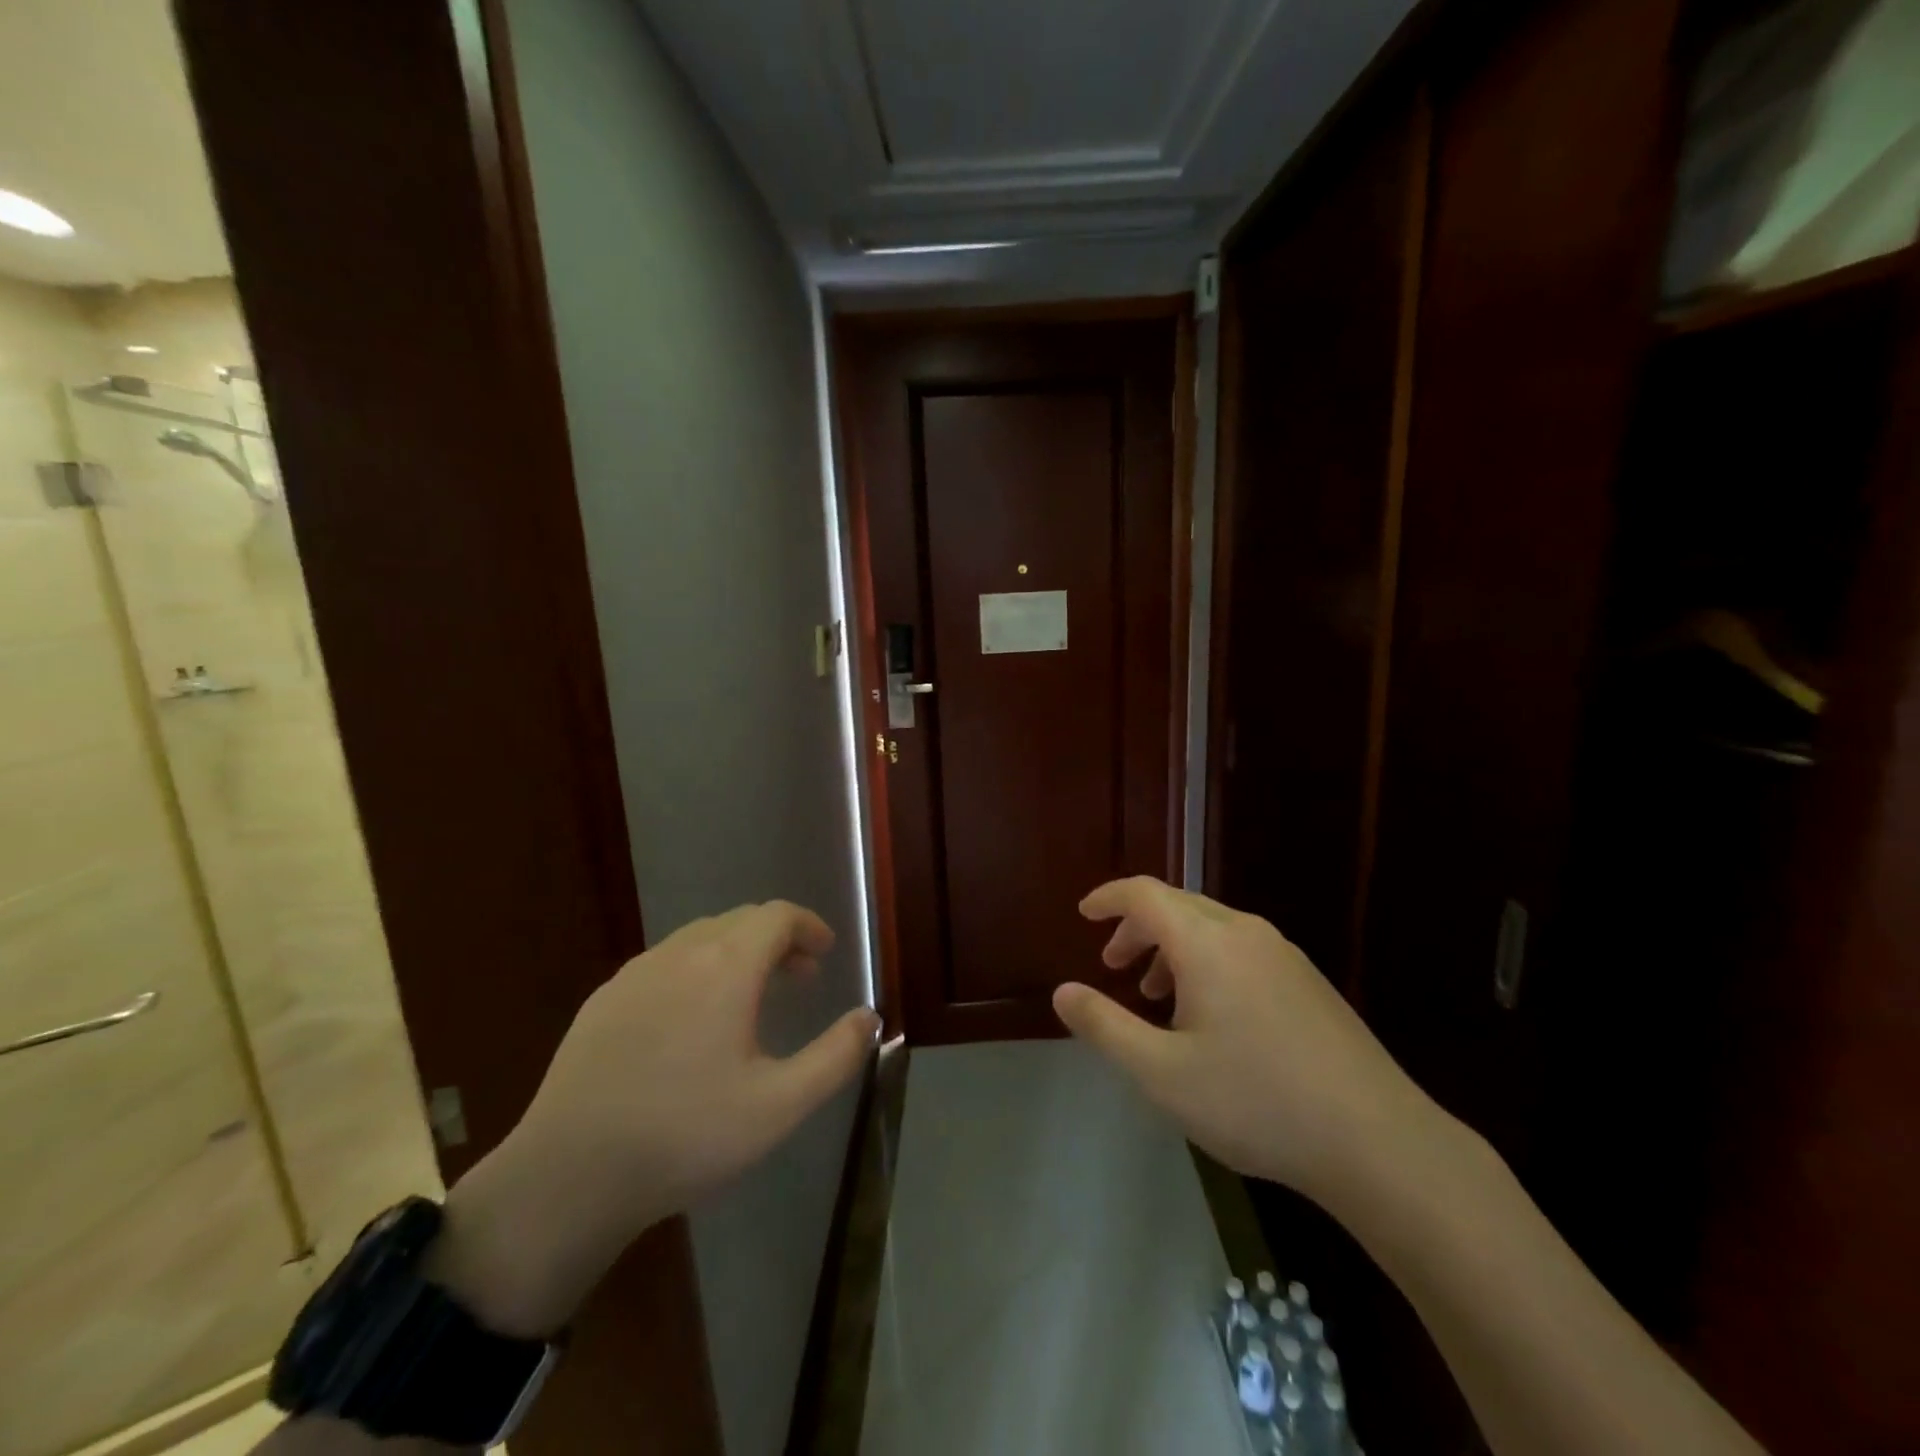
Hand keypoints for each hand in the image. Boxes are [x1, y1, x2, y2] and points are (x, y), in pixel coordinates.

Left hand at [430, 902, 878, 1335]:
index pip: (777, 916)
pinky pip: (665, 963)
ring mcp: (635, 973)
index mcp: (726, 967)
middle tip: (800, 976)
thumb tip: (869, 1017)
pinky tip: (693, 1020)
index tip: (826, 952)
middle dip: (778, 939)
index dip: (808, 925)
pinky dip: (697, 969)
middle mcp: (680, 954)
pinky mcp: (603, 999)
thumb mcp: (779, 1106)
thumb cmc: (685, 1136)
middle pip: (740, 920)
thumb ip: (836, 1057)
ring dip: (738, 952)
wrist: (567, 1177)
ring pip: (700, 938)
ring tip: (752, 996)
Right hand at [1053, 877, 1437, 1206]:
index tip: (1083, 914)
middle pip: (1178, 906)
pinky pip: (1240, 949)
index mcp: (1207, 942)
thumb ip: (1105, 1026)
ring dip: (1172, 948)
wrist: (1377, 1141)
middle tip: (1113, 964)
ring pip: (1211, 928)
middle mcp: (1245, 932)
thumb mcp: (1162, 1072)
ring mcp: (1283, 954)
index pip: (1144, 894)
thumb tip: (1062, 992)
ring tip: (1155, 996)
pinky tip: (1210, 1017)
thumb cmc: (1256, 1101)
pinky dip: (1206, 963)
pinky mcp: (1308, 981)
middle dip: (1137, 928)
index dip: (1109, 898)